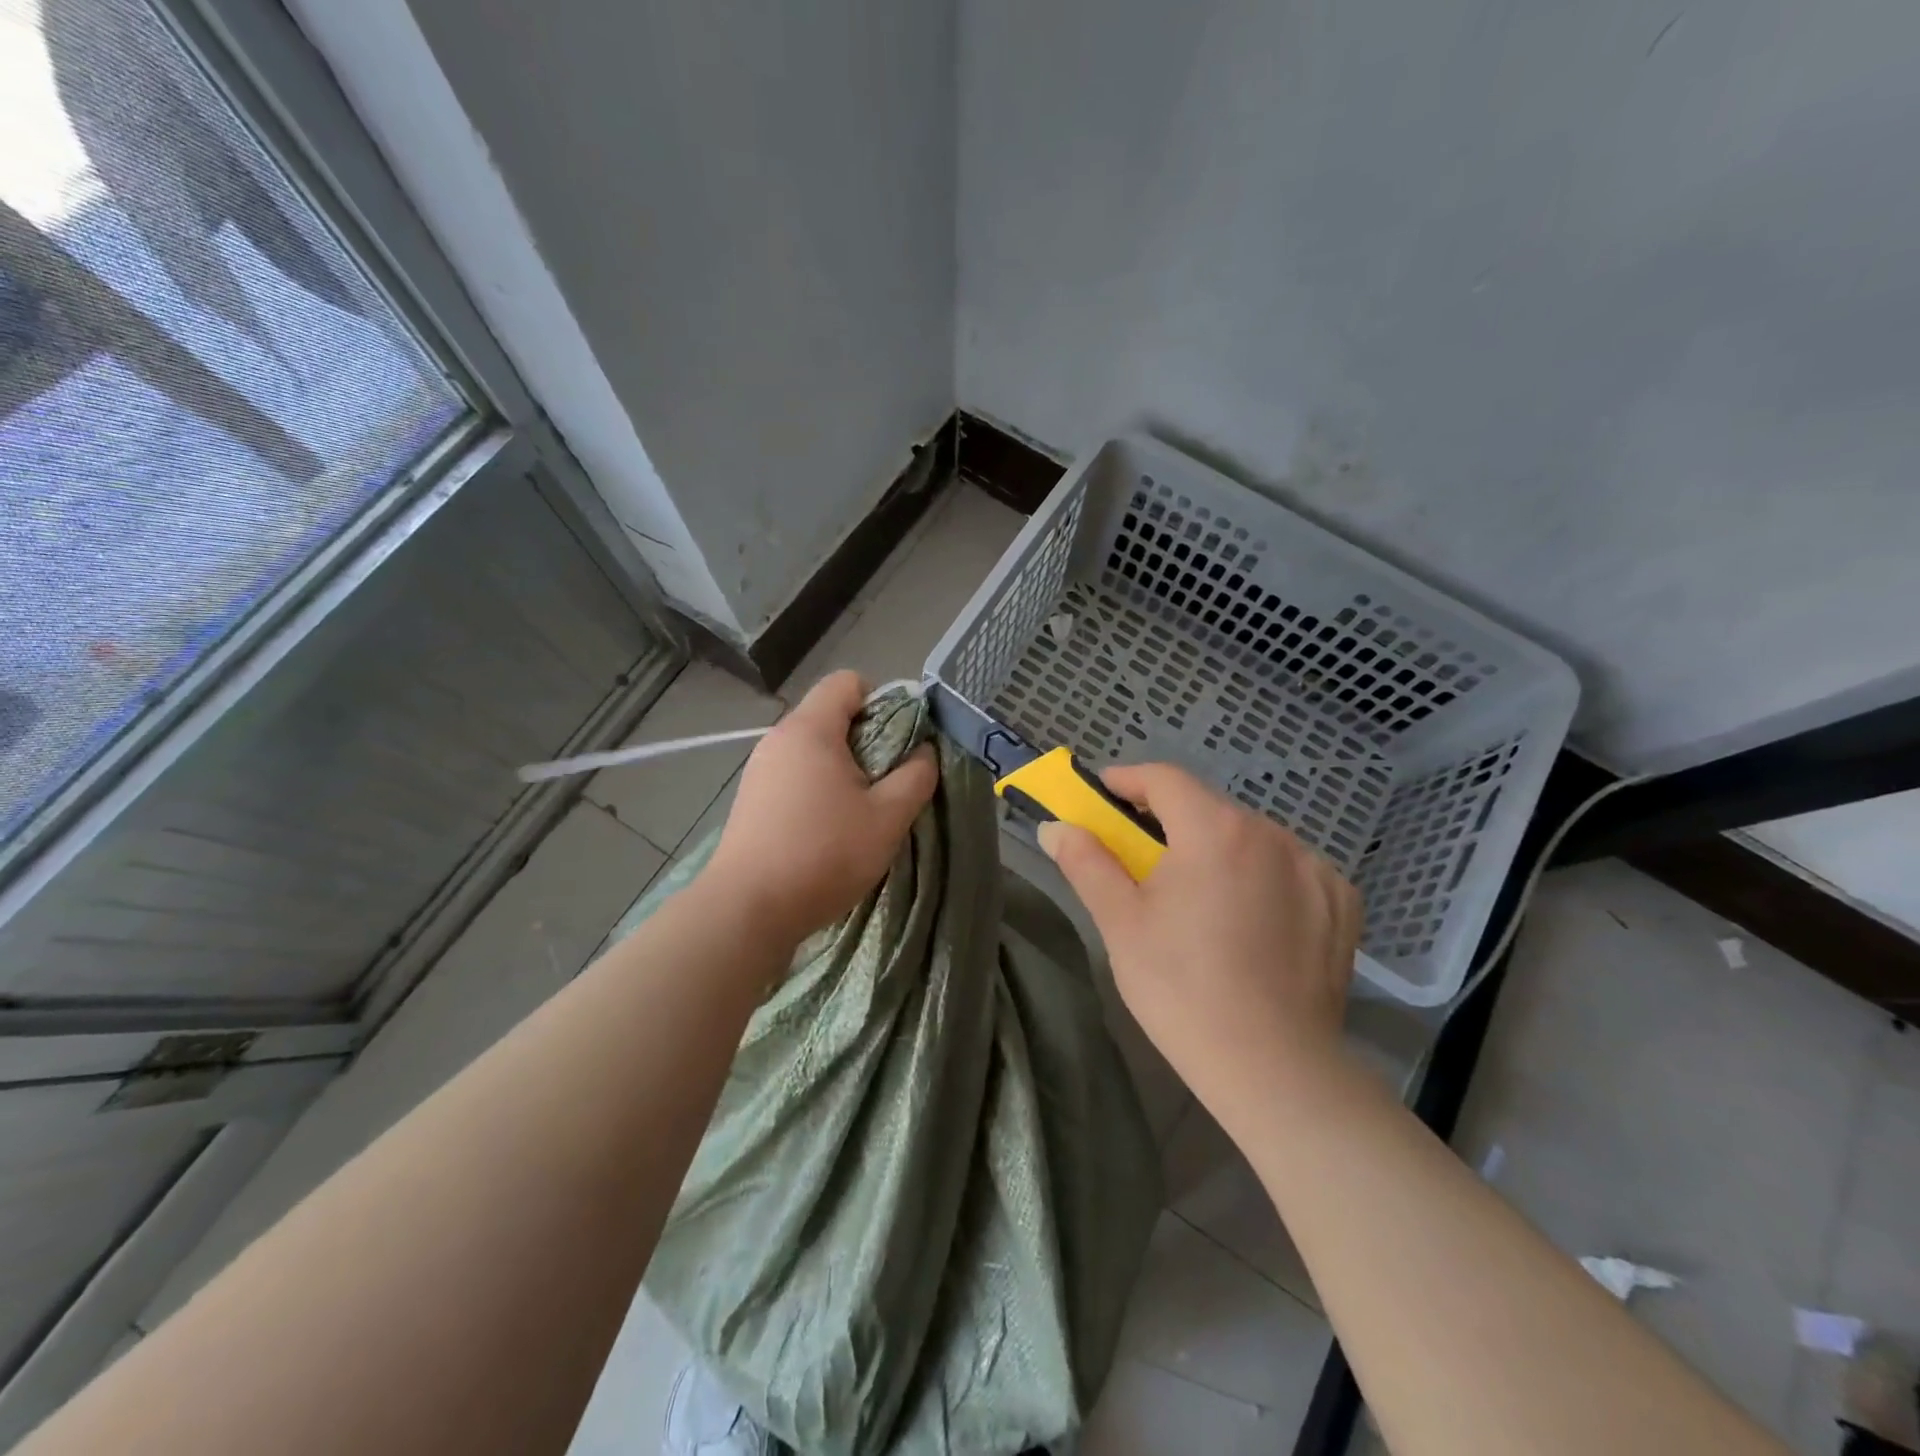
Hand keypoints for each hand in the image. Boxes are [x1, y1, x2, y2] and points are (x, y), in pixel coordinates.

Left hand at [705, 671, 937, 943]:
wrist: (747, 910)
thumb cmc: (824, 855)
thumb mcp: (888, 817)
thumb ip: (916, 776)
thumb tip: (923, 752)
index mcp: (810, 729)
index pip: (848, 682)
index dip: (882, 702)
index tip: (899, 743)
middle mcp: (779, 739)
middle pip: (831, 716)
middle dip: (867, 741)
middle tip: (887, 784)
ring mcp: (760, 770)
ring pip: (814, 750)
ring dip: (844, 770)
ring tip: (860, 812)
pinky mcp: (751, 800)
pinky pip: (795, 775)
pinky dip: (818, 789)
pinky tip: (827, 830)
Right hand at [1037, 763, 1360, 1128]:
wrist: (1274, 1069)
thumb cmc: (1182, 988)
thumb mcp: (1121, 922)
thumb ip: (1086, 863)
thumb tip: (1056, 827)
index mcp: (1214, 830)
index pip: (1164, 779)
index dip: (1128, 780)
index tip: (1103, 795)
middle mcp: (1271, 834)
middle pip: (1208, 809)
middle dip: (1170, 822)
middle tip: (1143, 860)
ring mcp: (1314, 867)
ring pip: (1250, 839)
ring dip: (1218, 851)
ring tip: (1200, 899)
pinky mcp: (1342, 902)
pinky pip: (1290, 869)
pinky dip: (1263, 878)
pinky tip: (1252, 921)